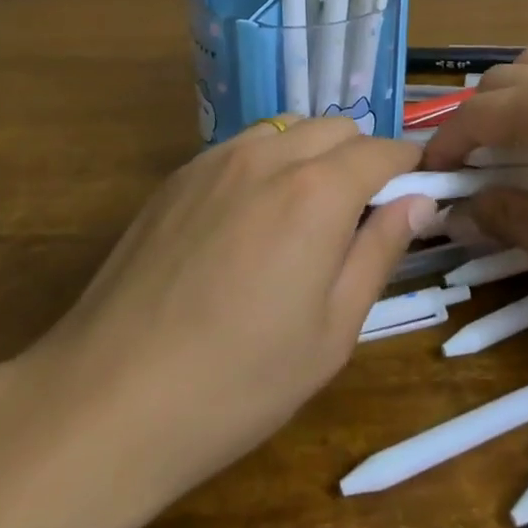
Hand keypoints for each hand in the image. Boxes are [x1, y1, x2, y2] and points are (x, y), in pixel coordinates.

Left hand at [21, 116, 437, 505]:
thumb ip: (380, 252)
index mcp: (317, 191)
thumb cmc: (238, 381)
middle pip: (337, 128)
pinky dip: (269, 163)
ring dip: (315, 155)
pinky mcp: (178, 176)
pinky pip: (243, 148)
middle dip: (363, 157)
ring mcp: (217, 160)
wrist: (108, 399)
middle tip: (362, 214)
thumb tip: (419, 201)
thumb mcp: (332, 331)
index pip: (382, 151)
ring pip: (289, 129)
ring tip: (306, 216)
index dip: (409, 167)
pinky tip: (251, 221)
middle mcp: (269, 156)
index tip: (419, 193)